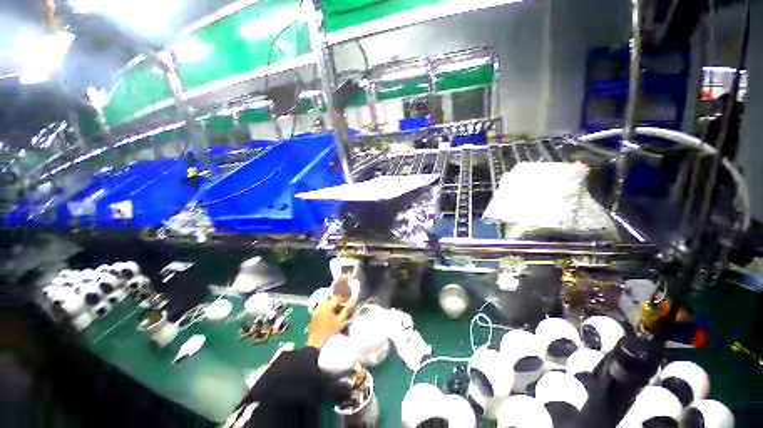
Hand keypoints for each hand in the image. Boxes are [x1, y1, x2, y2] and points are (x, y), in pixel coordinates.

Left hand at [306, 296, 354, 348]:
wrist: (315, 345)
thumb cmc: (330, 333)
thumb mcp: (341, 321)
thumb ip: (347, 309)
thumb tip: (353, 300)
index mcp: (327, 306)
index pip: (337, 296)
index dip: (344, 296)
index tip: (349, 299)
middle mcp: (320, 305)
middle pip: (328, 295)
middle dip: (336, 296)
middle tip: (342, 301)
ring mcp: (315, 310)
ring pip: (323, 300)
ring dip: (330, 301)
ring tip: (337, 307)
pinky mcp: (312, 315)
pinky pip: (320, 306)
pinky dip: (325, 306)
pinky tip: (329, 312)